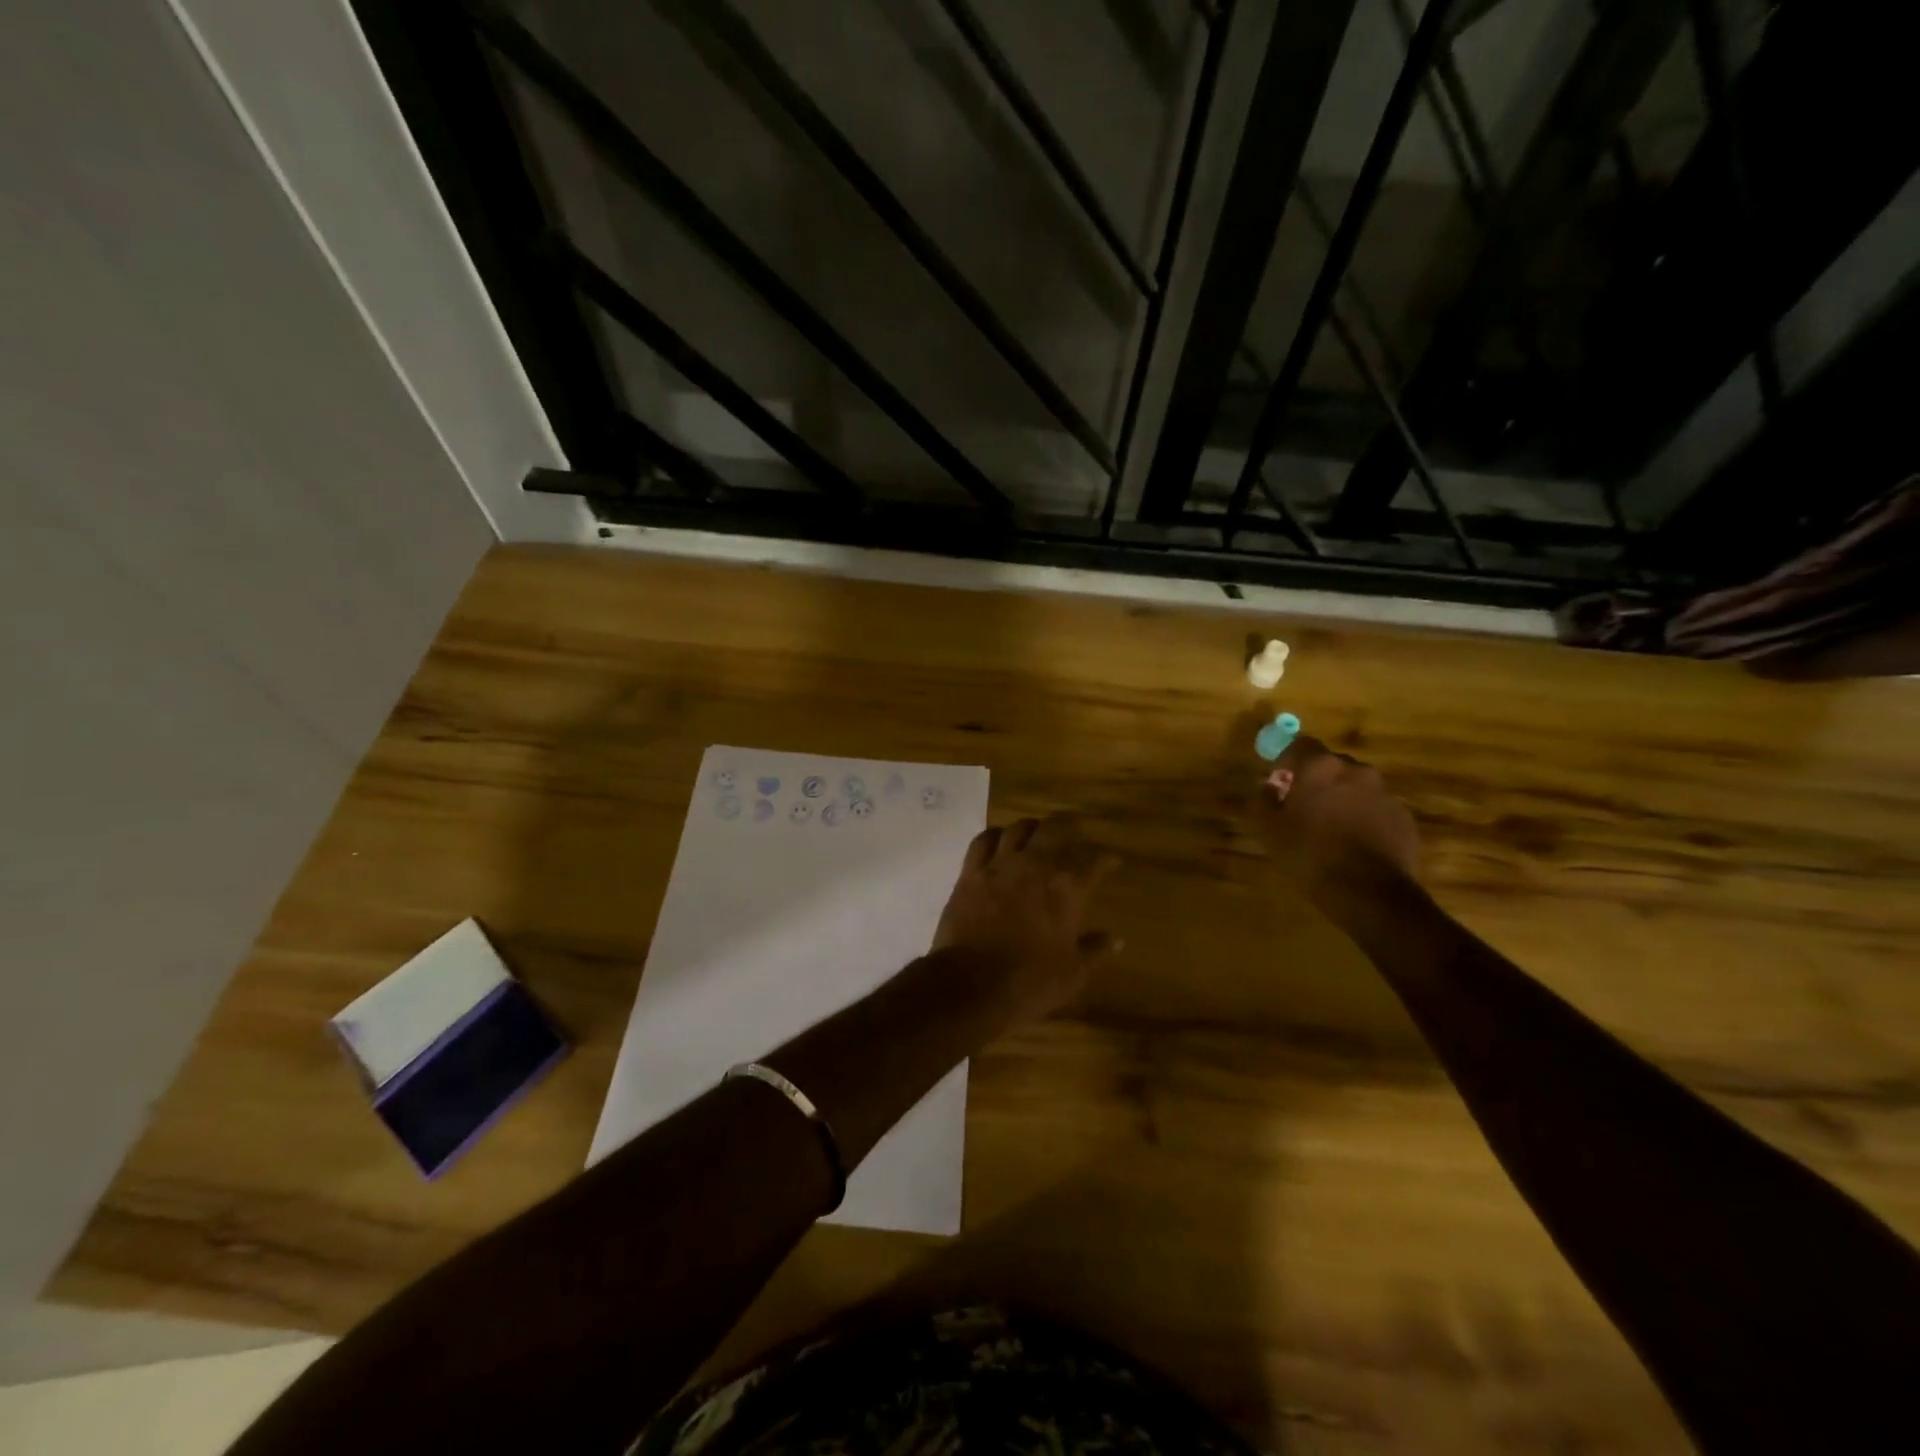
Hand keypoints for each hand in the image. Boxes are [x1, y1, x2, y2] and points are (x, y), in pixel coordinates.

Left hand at [932, 815, 1119, 1023]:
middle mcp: (1036, 865)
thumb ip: (1095, 949)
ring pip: (1019, 828)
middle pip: (1056, 828)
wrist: (972, 984)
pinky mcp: (971, 872)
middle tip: (1075, 834)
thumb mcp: (1073, 973)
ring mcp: (1000, 865)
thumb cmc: (1031, 982)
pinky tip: (999, 841)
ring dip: (1032, 828)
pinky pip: (983, 840)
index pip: (1094, 860)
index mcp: (1068, 888)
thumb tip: (1116, 939)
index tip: (1111, 860)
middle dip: (1069, 827)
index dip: (1106, 858)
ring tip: (1037, 834)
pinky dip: (995, 836)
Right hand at [1254, 736, 1420, 905]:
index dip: (1287, 762)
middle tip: (1303, 809)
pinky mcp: (1404, 817)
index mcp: (1320, 767)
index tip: (1279, 784)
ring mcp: (1385, 793)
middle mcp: (1356, 770)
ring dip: (1342, 799)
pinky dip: (1363, 818)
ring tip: (1331, 831)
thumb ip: (1263, 800)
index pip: (1300, 745)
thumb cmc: (1310, 855)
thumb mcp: (1269, 830)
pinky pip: (1376, 808)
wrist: (1370, 893)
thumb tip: (1267, 787)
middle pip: (1330, 765)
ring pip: (1356, 787)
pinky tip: (1355, 846)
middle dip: (1316, 781)